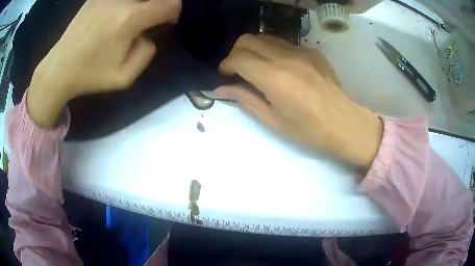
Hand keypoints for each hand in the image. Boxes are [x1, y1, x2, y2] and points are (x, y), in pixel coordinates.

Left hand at [27, 0, 181, 127]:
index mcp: (129, 19)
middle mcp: (120, 1)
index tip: (165, 21)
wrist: (59, 69)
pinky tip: (113, 15)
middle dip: (156, 6)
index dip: (173, 12)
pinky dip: (123, 4)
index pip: (169, 4)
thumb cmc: (90, 75)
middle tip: (147, 20)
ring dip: (139, 4)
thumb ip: (146, 54)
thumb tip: (147, 35)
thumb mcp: (124, 78)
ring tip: (128, 20)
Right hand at [208, 34, 382, 170]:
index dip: (226, 65)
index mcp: (275, 79)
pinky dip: (272, 50)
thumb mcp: (273, 121)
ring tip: (257, 67)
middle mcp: (286, 58)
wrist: (346, 124)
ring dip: (253, 49)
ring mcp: (302, 51)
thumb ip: (245, 99)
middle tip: (238, 70)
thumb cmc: (310, 131)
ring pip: (265, 37)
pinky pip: (284, 43)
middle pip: (248, 40)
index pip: (238, 58)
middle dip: (236, 53)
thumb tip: (221, 89)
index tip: (226, 75)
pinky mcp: (313, 51)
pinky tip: (280, 67)